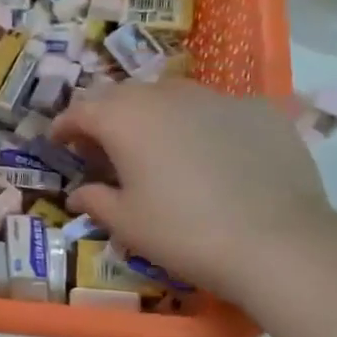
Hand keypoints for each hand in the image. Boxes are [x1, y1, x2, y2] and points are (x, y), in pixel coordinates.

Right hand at [49, 80, 336, 298]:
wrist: (277, 241)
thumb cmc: (184, 232)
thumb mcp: (127, 223)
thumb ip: (96, 200)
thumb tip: (79, 193)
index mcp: (124, 118)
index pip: (81, 109)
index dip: (64, 126)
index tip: (58, 143)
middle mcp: (166, 95)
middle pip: (123, 95)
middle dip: (106, 116)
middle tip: (103, 147)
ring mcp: (216, 97)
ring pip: (171, 96)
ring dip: (153, 115)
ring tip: (157, 146)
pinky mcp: (258, 109)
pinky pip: (216, 110)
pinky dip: (202, 125)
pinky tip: (213, 155)